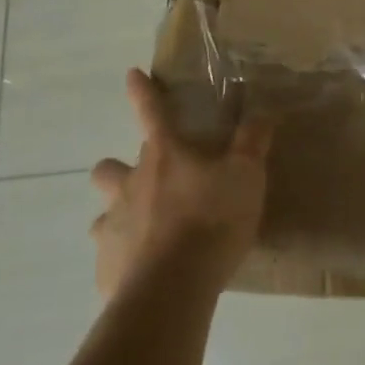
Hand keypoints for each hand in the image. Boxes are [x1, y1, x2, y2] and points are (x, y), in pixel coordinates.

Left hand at [90, 68, 273, 297]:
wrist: (173, 290)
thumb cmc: (211, 221)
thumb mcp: (246, 176)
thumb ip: (252, 143)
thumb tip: (262, 112)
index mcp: (164, 156)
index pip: (151, 112)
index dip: (142, 92)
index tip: (131, 75)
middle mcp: (131, 185)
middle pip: (107, 169)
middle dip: (116, 170)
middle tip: (141, 181)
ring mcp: (113, 228)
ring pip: (102, 215)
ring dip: (117, 217)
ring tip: (141, 231)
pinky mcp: (107, 269)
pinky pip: (110, 258)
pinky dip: (124, 260)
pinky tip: (144, 274)